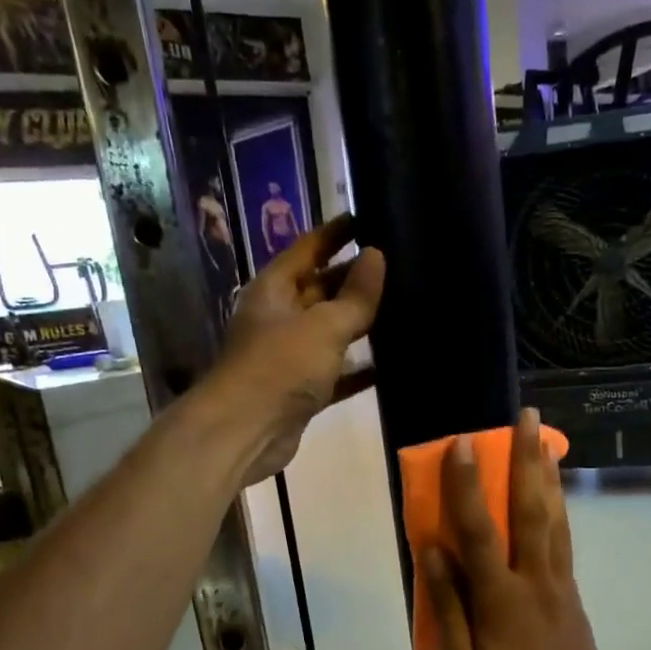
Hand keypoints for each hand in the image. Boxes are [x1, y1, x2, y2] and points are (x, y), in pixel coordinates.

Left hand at [215, 213, 384, 483]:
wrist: (245, 432)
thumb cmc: (280, 367)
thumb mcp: (324, 326)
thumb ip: (355, 295)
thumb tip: (376, 255)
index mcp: (274, 290)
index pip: (308, 248)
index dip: (337, 233)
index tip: (369, 217)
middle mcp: (279, 317)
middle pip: (322, 289)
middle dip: (356, 279)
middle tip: (400, 265)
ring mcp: (289, 355)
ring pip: (331, 332)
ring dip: (361, 324)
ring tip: (405, 308)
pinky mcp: (301, 390)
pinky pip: (336, 372)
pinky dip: (359, 368)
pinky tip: (392, 362)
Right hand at [423, 409, 615, 649]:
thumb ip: (447, 606)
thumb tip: (432, 549)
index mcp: (500, 599)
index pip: (478, 530)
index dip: (465, 485)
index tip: (460, 442)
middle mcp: (534, 581)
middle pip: (530, 509)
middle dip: (526, 459)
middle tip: (528, 416)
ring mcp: (560, 587)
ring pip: (554, 520)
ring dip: (547, 476)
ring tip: (545, 440)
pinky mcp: (572, 598)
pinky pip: (564, 542)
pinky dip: (559, 510)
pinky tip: (554, 498)